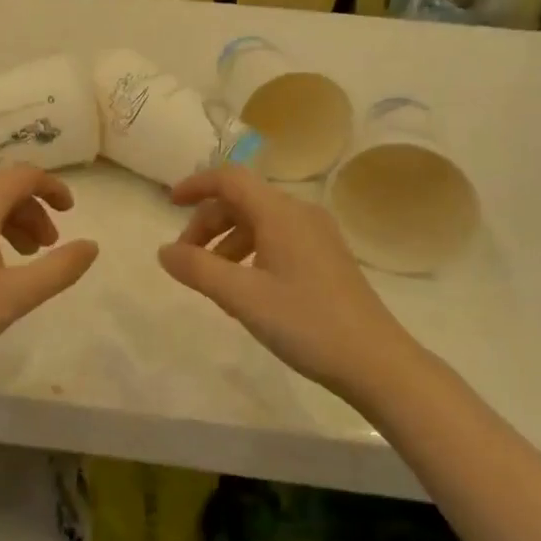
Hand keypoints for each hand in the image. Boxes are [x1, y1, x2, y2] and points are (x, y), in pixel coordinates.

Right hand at [158, 166, 411, 402]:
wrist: (377, 362)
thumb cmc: (306, 323)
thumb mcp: (243, 298)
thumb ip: (198, 269)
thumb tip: (164, 251)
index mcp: (280, 212)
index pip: (230, 178)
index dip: (196, 184)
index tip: (169, 204)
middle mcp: (299, 213)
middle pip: (242, 200)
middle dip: (208, 222)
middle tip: (187, 258)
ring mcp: (316, 234)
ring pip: (259, 221)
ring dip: (227, 240)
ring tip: (212, 279)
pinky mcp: (325, 257)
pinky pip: (277, 238)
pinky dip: (250, 252)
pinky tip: (245, 288)